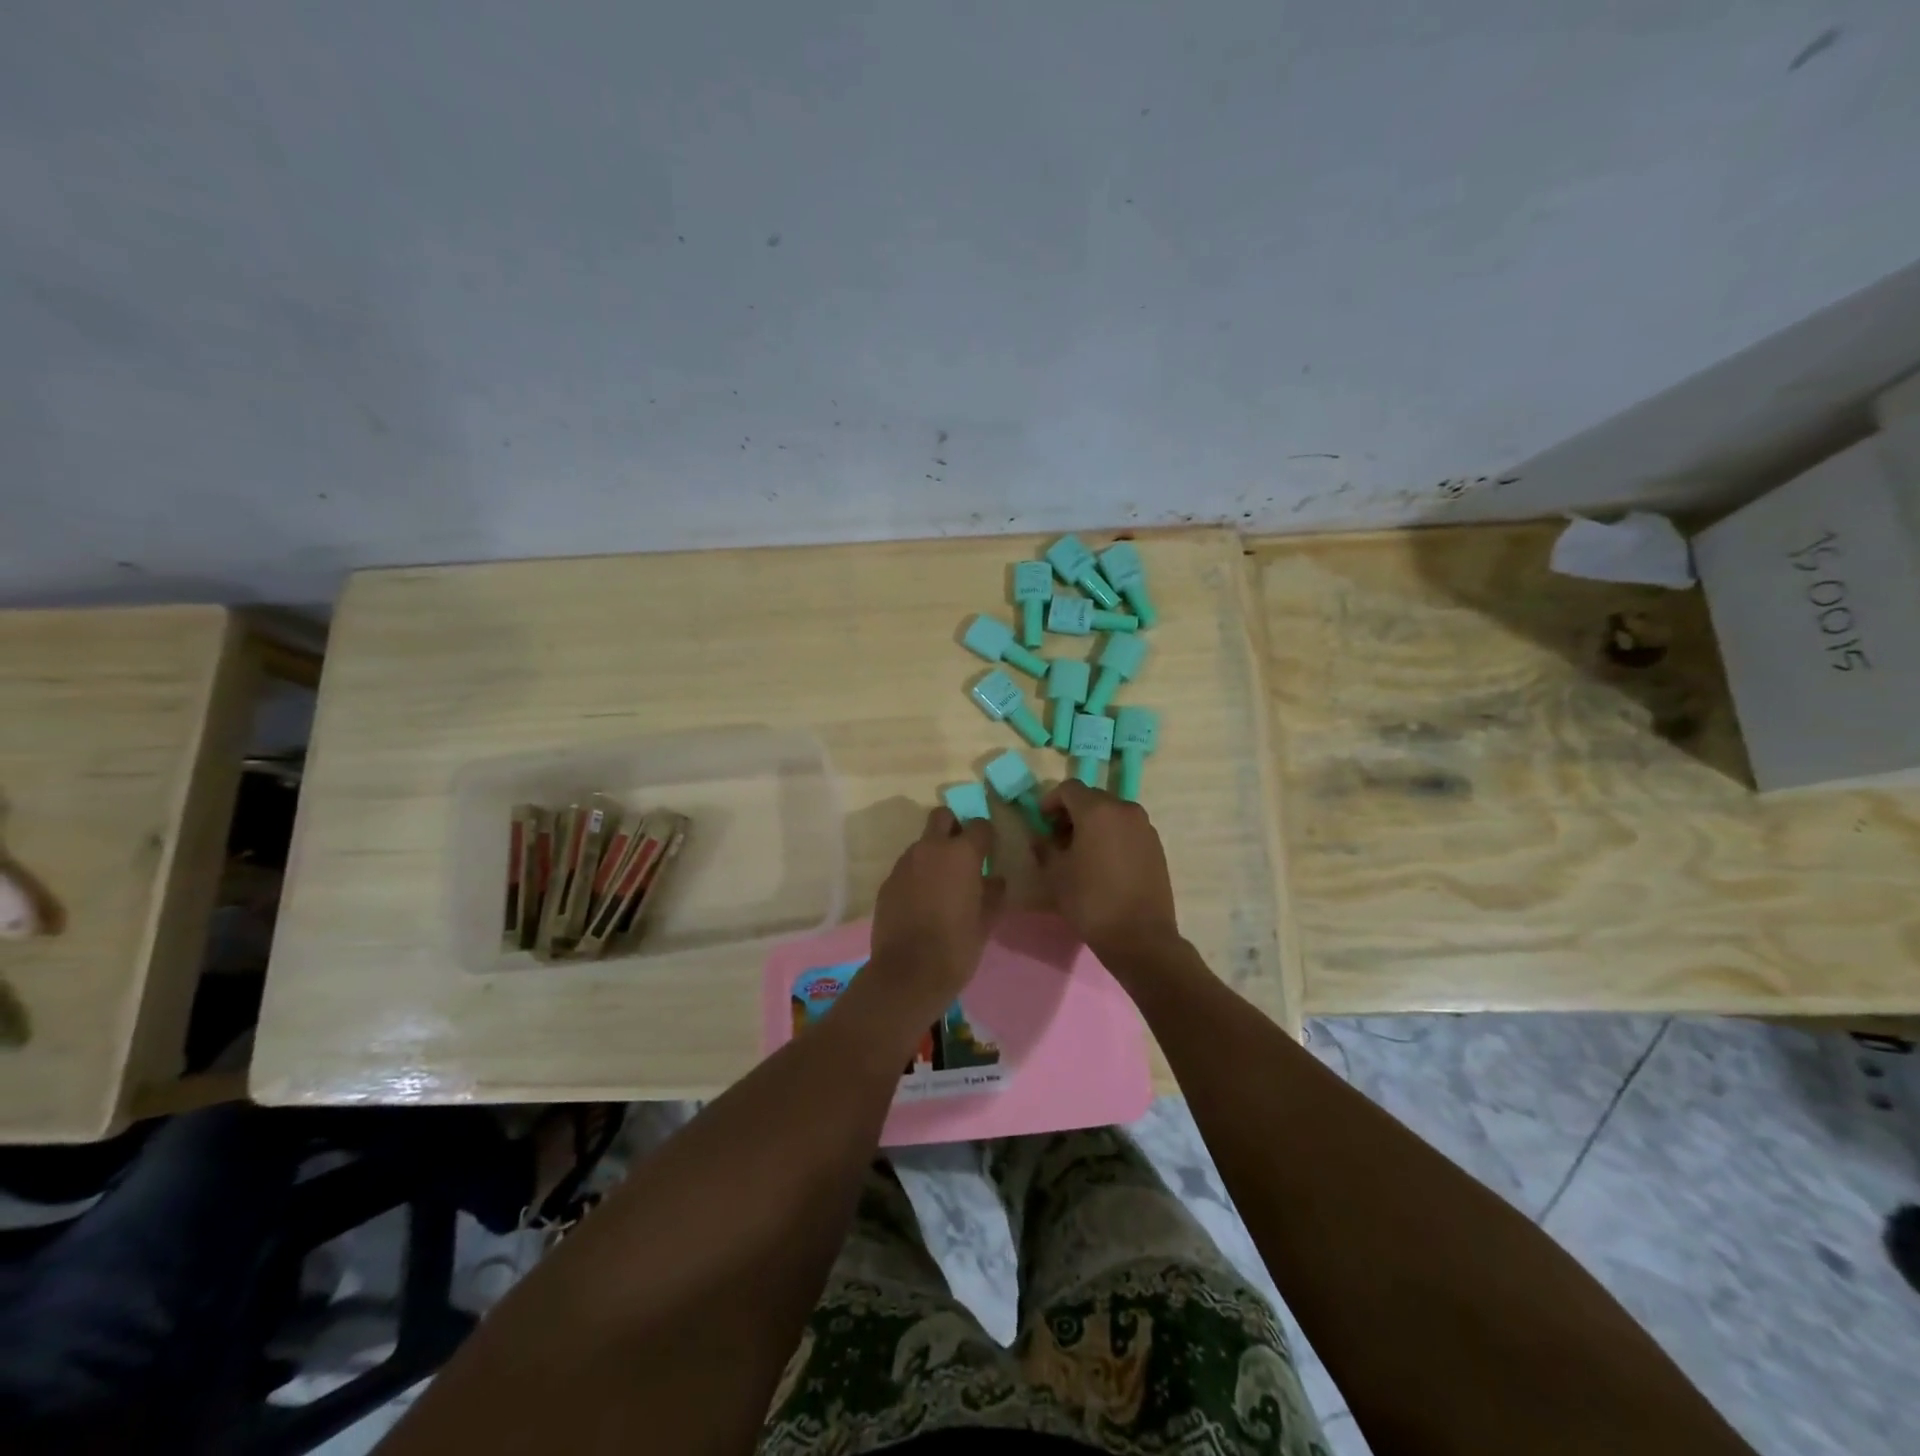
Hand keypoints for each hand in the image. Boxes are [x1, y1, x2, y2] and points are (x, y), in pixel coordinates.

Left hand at [864, 808, 1002, 1024]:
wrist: (908, 973)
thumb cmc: (956, 946)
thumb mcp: (986, 921)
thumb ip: (993, 894)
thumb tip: (995, 880)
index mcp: (961, 854)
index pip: (979, 825)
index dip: (986, 836)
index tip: (989, 852)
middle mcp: (930, 849)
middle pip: (942, 817)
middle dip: (954, 827)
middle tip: (962, 854)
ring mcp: (904, 863)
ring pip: (922, 843)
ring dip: (933, 853)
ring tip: (941, 884)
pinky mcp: (887, 882)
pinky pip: (907, 867)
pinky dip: (917, 875)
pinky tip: (922, 901)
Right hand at [1034, 781, 1180, 963]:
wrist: (1140, 936)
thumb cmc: (1090, 901)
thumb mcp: (1055, 874)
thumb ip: (1044, 848)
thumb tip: (1041, 838)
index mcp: (1097, 810)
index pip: (1069, 788)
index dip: (1050, 801)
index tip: (1042, 822)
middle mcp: (1125, 810)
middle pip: (1092, 798)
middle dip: (1072, 812)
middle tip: (1058, 838)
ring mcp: (1145, 827)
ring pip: (1112, 813)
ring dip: (1093, 824)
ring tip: (1081, 852)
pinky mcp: (1156, 846)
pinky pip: (1128, 830)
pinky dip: (1112, 836)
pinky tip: (1104, 863)